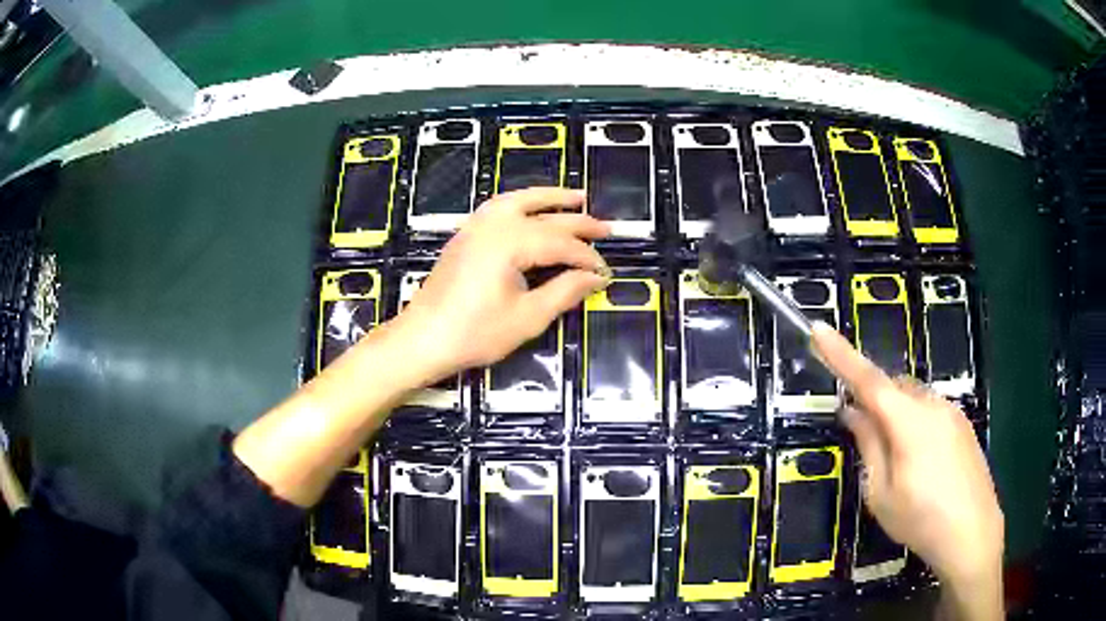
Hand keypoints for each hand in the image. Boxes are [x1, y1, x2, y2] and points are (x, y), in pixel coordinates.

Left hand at [393, 187, 609, 381]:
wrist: (423, 339)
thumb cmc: (475, 333)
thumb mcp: (528, 317)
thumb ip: (565, 291)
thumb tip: (596, 277)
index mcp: (511, 242)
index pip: (562, 244)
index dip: (587, 258)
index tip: (606, 273)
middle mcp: (494, 224)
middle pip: (545, 216)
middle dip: (579, 222)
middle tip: (607, 228)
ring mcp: (476, 226)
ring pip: (520, 199)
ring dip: (550, 197)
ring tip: (577, 198)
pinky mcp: (466, 235)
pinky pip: (500, 207)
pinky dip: (522, 202)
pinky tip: (532, 208)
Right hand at [811, 322, 1002, 616]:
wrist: (973, 533)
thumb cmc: (920, 519)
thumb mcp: (882, 493)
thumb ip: (869, 445)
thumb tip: (853, 412)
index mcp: (909, 421)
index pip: (869, 379)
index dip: (841, 354)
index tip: (818, 329)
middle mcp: (933, 404)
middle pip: (893, 387)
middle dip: (873, 399)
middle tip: (860, 431)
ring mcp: (952, 412)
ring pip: (913, 398)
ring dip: (895, 414)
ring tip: (895, 459)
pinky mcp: (963, 425)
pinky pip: (930, 410)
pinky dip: (914, 422)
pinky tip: (919, 461)